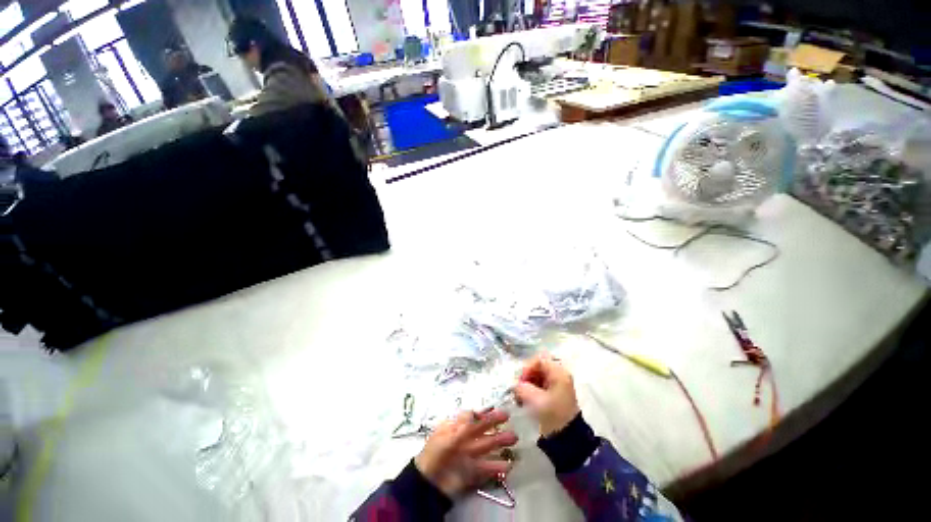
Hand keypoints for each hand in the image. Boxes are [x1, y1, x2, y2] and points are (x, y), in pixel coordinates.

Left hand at [415, 409, 517, 497]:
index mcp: (456, 428)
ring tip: (514, 438)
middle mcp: (464, 439)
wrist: (429, 483)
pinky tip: (508, 465)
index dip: (482, 412)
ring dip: (500, 441)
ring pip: (487, 445)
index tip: (493, 408)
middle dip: (494, 422)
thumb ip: (463, 424)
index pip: (471, 417)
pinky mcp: (472, 472)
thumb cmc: (436, 453)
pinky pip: (487, 467)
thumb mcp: (447, 434)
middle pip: (481, 429)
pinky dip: (497, 466)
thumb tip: (474, 411)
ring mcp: (469, 456)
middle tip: (507, 416)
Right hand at [515, 353, 580, 436]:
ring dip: (528, 383)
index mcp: (559, 372)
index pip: (538, 360)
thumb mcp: (535, 400)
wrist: (568, 439)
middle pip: (538, 367)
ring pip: (538, 375)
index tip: (520, 382)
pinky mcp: (555, 392)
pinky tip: (527, 399)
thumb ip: (522, 388)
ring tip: (521, 396)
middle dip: (526, 376)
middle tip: (519, 389)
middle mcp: (560, 374)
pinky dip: (532, 389)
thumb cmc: (553, 416)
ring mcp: (558, 383)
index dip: (527, 368)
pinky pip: (541, 384)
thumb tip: (514, 384)